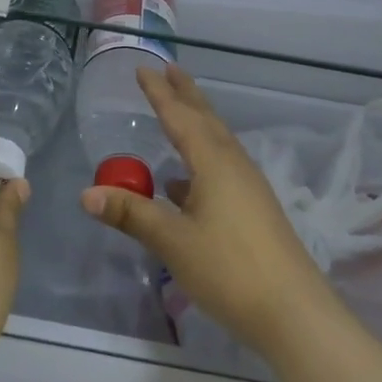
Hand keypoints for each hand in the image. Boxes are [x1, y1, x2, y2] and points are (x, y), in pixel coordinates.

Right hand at [80, 66, 336, 359]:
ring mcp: (249, 187)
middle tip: (169, 69)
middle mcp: (234, 165)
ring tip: (176, 114)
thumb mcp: (173, 241)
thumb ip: (131, 214)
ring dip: (196, 123)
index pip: (180, 117)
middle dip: (185, 94)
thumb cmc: (229, 270)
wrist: (294, 312)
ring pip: (217, 142)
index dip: (160, 93)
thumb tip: (87, 193)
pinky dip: (201, 159)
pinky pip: (222, 167)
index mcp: (214, 162)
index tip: (143, 69)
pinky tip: (184, 183)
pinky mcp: (255, 209)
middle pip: (206, 119)